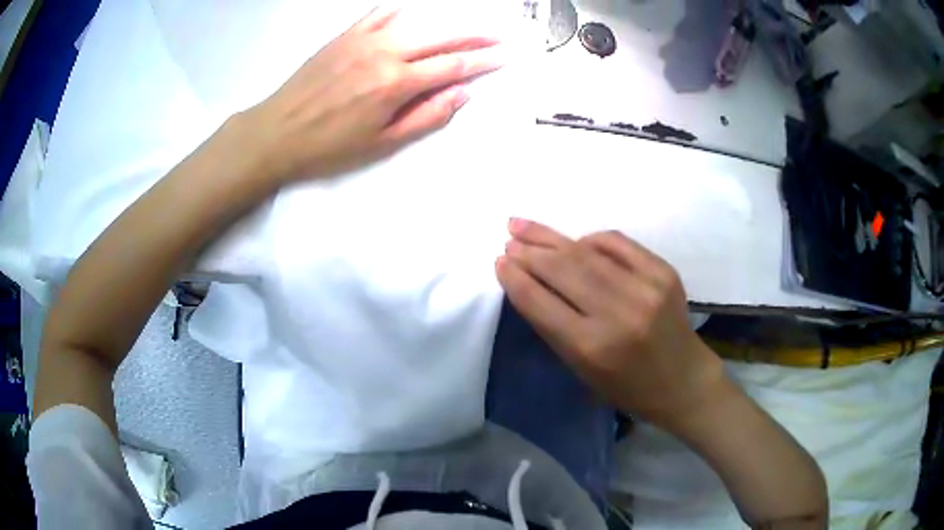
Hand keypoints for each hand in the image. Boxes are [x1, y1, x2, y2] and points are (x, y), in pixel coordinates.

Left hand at [244, 6, 503, 181]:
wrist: (276, 133)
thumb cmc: (329, 147)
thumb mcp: (381, 143)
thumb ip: (426, 117)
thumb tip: (462, 94)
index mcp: (397, 83)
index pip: (453, 66)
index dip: (482, 61)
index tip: (503, 56)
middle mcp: (385, 53)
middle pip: (440, 38)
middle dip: (473, 36)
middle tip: (497, 35)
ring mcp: (363, 40)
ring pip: (414, 24)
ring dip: (443, 25)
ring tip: (463, 28)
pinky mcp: (344, 36)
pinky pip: (377, 16)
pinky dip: (398, 13)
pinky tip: (408, 13)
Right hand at [495, 219, 726, 430]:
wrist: (682, 380)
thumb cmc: (626, 386)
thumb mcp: (581, 370)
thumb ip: (553, 327)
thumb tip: (527, 282)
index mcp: (592, 348)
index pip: (541, 303)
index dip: (516, 278)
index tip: (499, 262)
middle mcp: (618, 315)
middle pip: (563, 270)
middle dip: (529, 251)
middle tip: (509, 238)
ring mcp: (645, 289)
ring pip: (587, 252)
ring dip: (551, 237)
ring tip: (524, 226)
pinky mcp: (664, 272)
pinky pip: (617, 243)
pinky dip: (591, 238)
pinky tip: (575, 239)